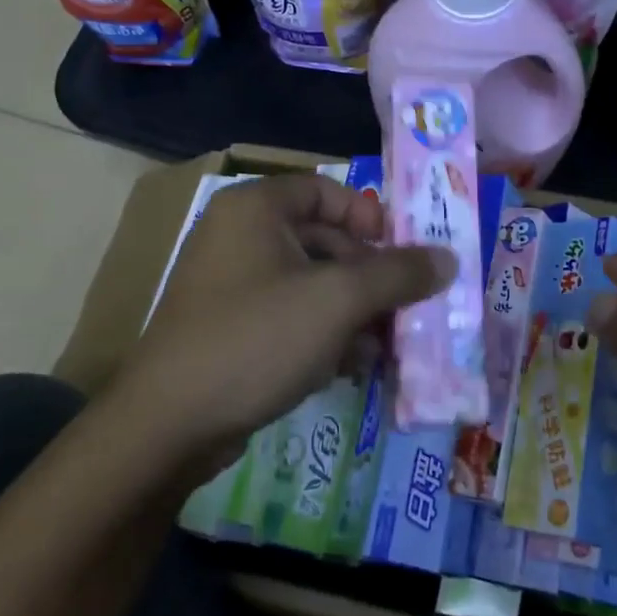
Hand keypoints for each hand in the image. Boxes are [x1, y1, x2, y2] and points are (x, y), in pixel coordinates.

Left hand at [115, 173, 452, 478]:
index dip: (369, 217)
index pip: (325, 191)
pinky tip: (353, 365)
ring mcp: (231, 286)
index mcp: (256, 209)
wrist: (169, 424)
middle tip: (406, 306)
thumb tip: (448, 259)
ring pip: (310, 284)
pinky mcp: (231, 329)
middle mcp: (239, 237)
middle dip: (369, 276)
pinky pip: (290, 316)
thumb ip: (397, 274)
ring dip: (354, 310)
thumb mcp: (338, 300)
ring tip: (388, 344)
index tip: (401, 253)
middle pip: (323, 240)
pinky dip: (324, 333)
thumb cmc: (257, 338)